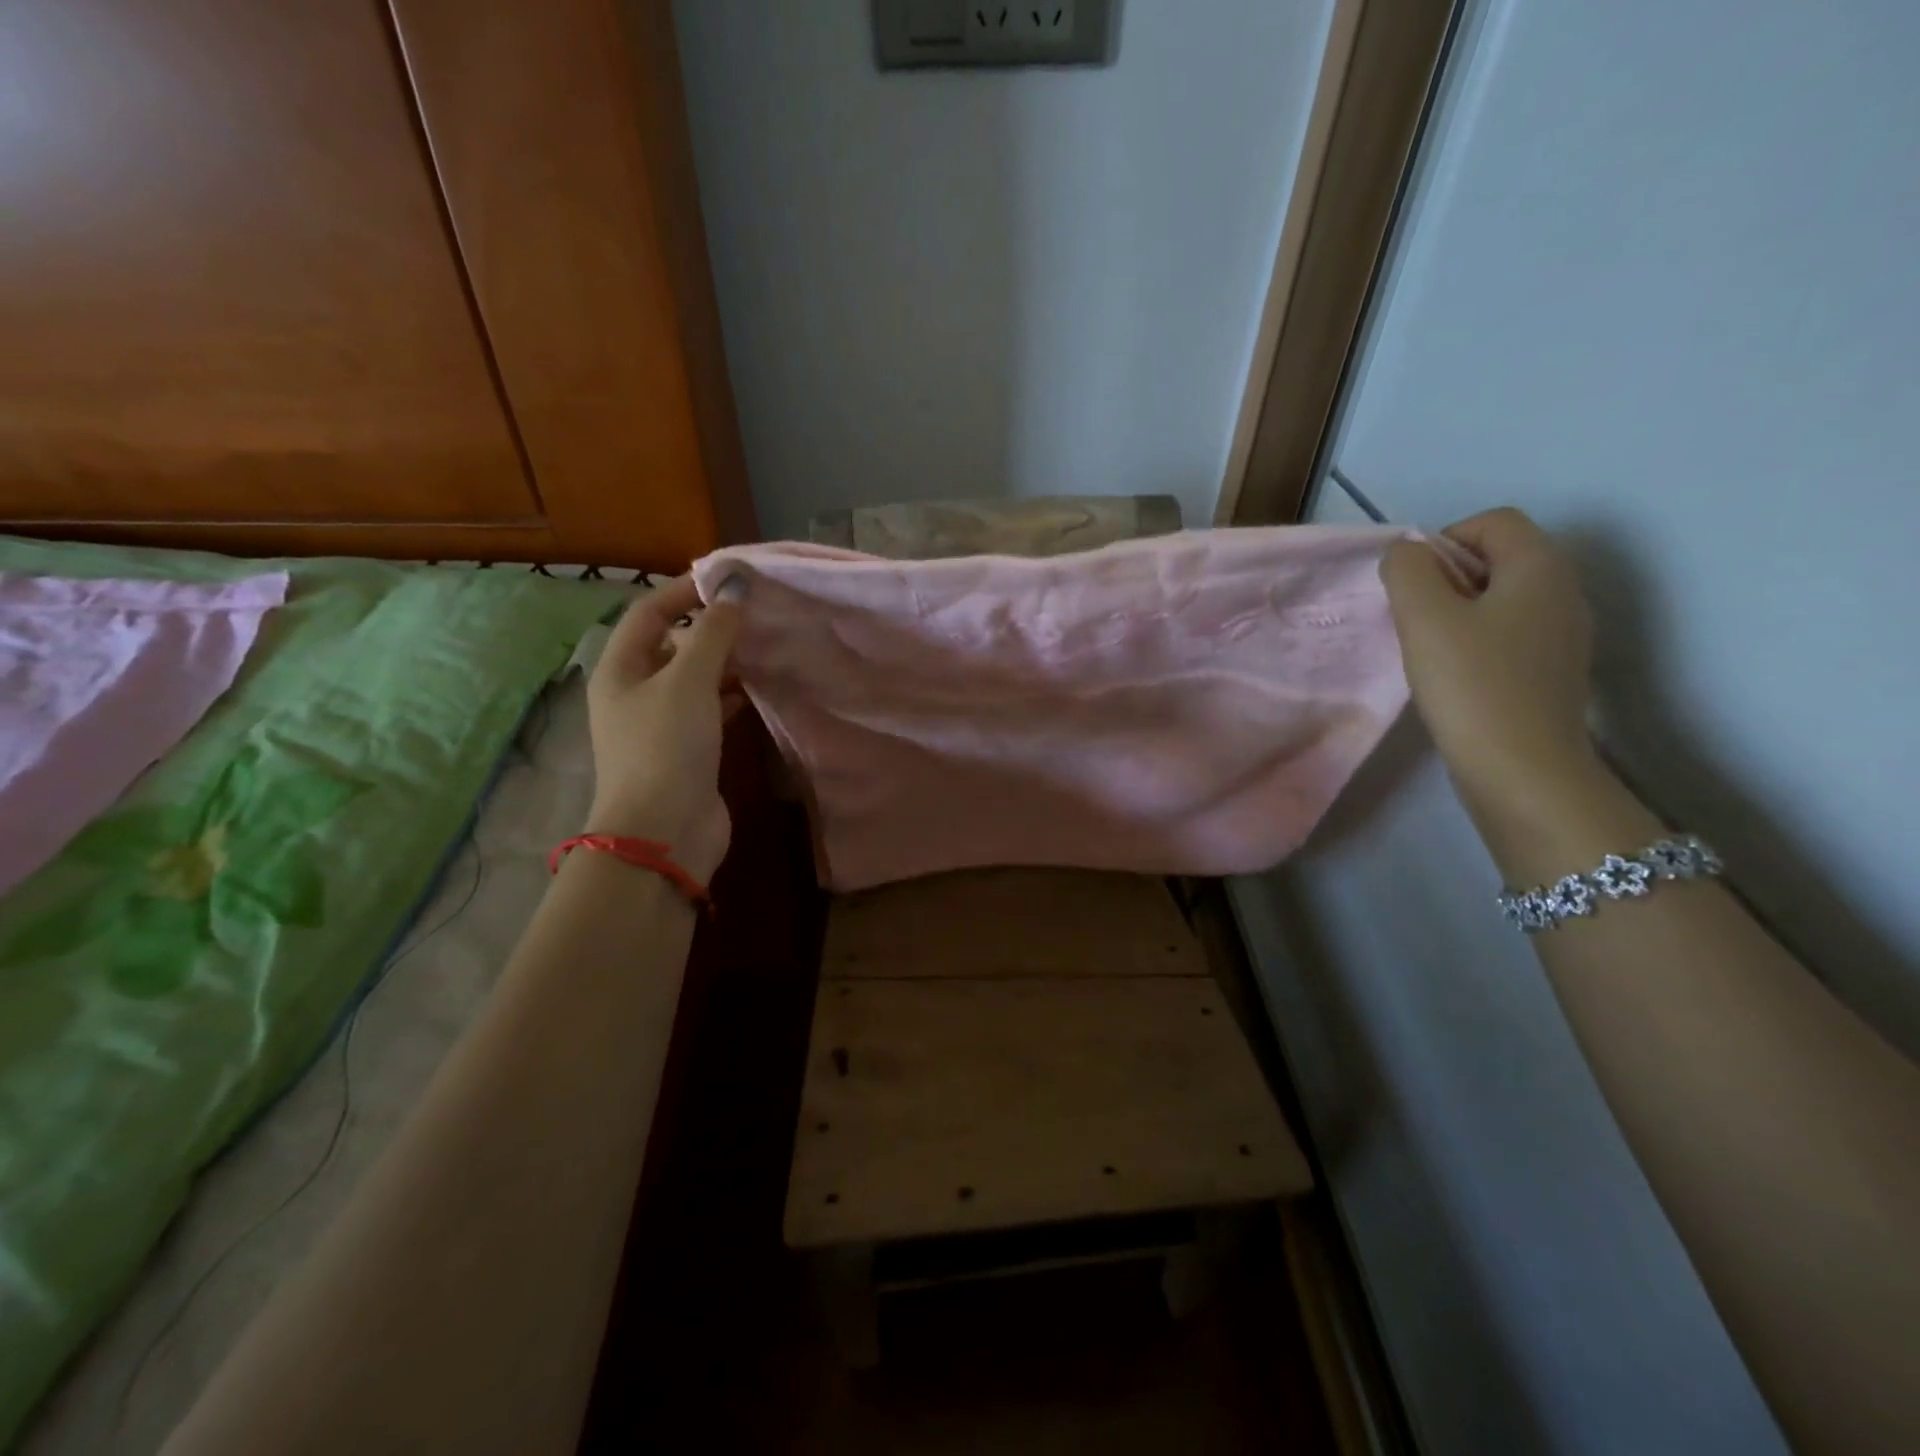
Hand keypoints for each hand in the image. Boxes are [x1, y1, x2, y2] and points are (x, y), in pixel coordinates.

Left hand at [584, 575, 742, 882]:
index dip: (686, 590)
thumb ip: (713, 633)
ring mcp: (662, 724)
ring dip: (725, 662)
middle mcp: (636, 692)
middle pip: (673, 644)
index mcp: (620, 669)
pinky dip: (732, 695)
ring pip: (695, 678)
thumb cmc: (666, 747)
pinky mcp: (688, 750)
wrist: (664, 833)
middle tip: (757, 613)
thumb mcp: (688, 682)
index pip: (650, 612)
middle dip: (711, 627)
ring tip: (765, 645)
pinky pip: (710, 709)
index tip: (731, 580)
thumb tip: (735, 587)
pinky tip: (759, 688)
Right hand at [1381, 508, 1599, 809]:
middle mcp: (1564, 590)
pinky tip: (1454, 675)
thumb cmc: (1472, 684)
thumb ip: (1407, 571)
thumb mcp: (1424, 617)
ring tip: (1429, 650)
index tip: (1413, 585)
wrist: (1522, 769)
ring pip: (1501, 598)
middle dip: (1446, 578)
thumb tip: (1406, 556)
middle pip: (1498, 557)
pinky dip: (1475, 641)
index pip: (1492, 522)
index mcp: (1541, 566)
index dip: (1443, 541)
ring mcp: (1563, 634)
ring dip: (1457, 612)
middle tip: (1415, 619)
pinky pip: (1508, 633)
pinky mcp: (1552, 671)